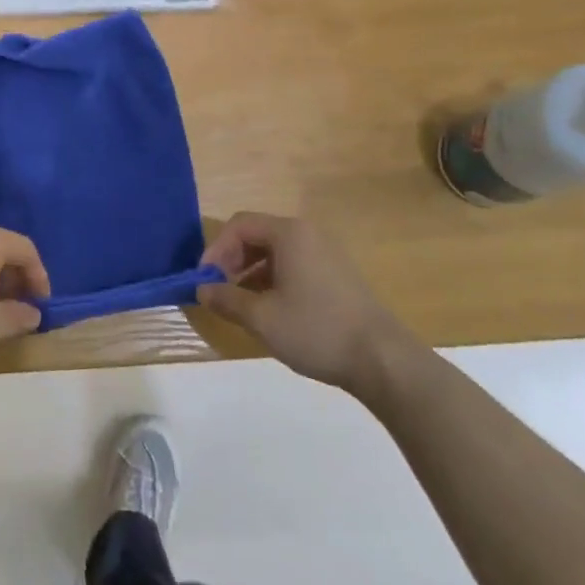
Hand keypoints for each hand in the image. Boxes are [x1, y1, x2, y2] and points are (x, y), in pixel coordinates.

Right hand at [198, 213, 406, 396]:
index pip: (239, 225)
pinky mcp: (336, 273)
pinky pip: (293, 264)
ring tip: (240, 302)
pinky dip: (272, 278)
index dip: (215, 249)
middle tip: (218, 289)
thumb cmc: (317, 330)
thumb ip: (227, 299)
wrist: (383, 359)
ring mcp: (326, 253)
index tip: (204, 279)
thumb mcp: (262, 318)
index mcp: (289, 234)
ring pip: (275, 251)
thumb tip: (201, 289)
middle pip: (257, 234)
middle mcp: (307, 234)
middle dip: (231, 259)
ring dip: (250, 271)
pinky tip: (269, 308)